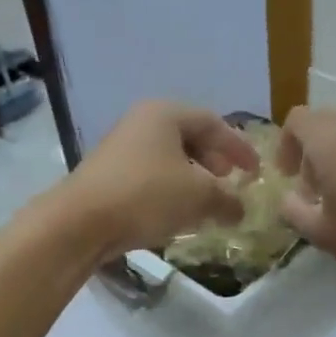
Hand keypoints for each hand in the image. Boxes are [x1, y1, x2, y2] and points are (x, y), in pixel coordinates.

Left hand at [62, 101, 259, 260]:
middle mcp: (141, 123)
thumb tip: (241, 209)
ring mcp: (120, 149)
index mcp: (165, 114)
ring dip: (192, 179)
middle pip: (189, 137)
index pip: (213, 123)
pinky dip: (170, 191)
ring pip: (168, 159)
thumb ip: (227, 200)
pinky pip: (150, 177)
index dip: (239, 147)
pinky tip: (177, 214)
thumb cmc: (146, 196)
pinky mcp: (107, 176)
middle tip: (230, 181)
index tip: (255, 171)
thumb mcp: (198, 197)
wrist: (80, 222)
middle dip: (214, 160)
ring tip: (206, 202)